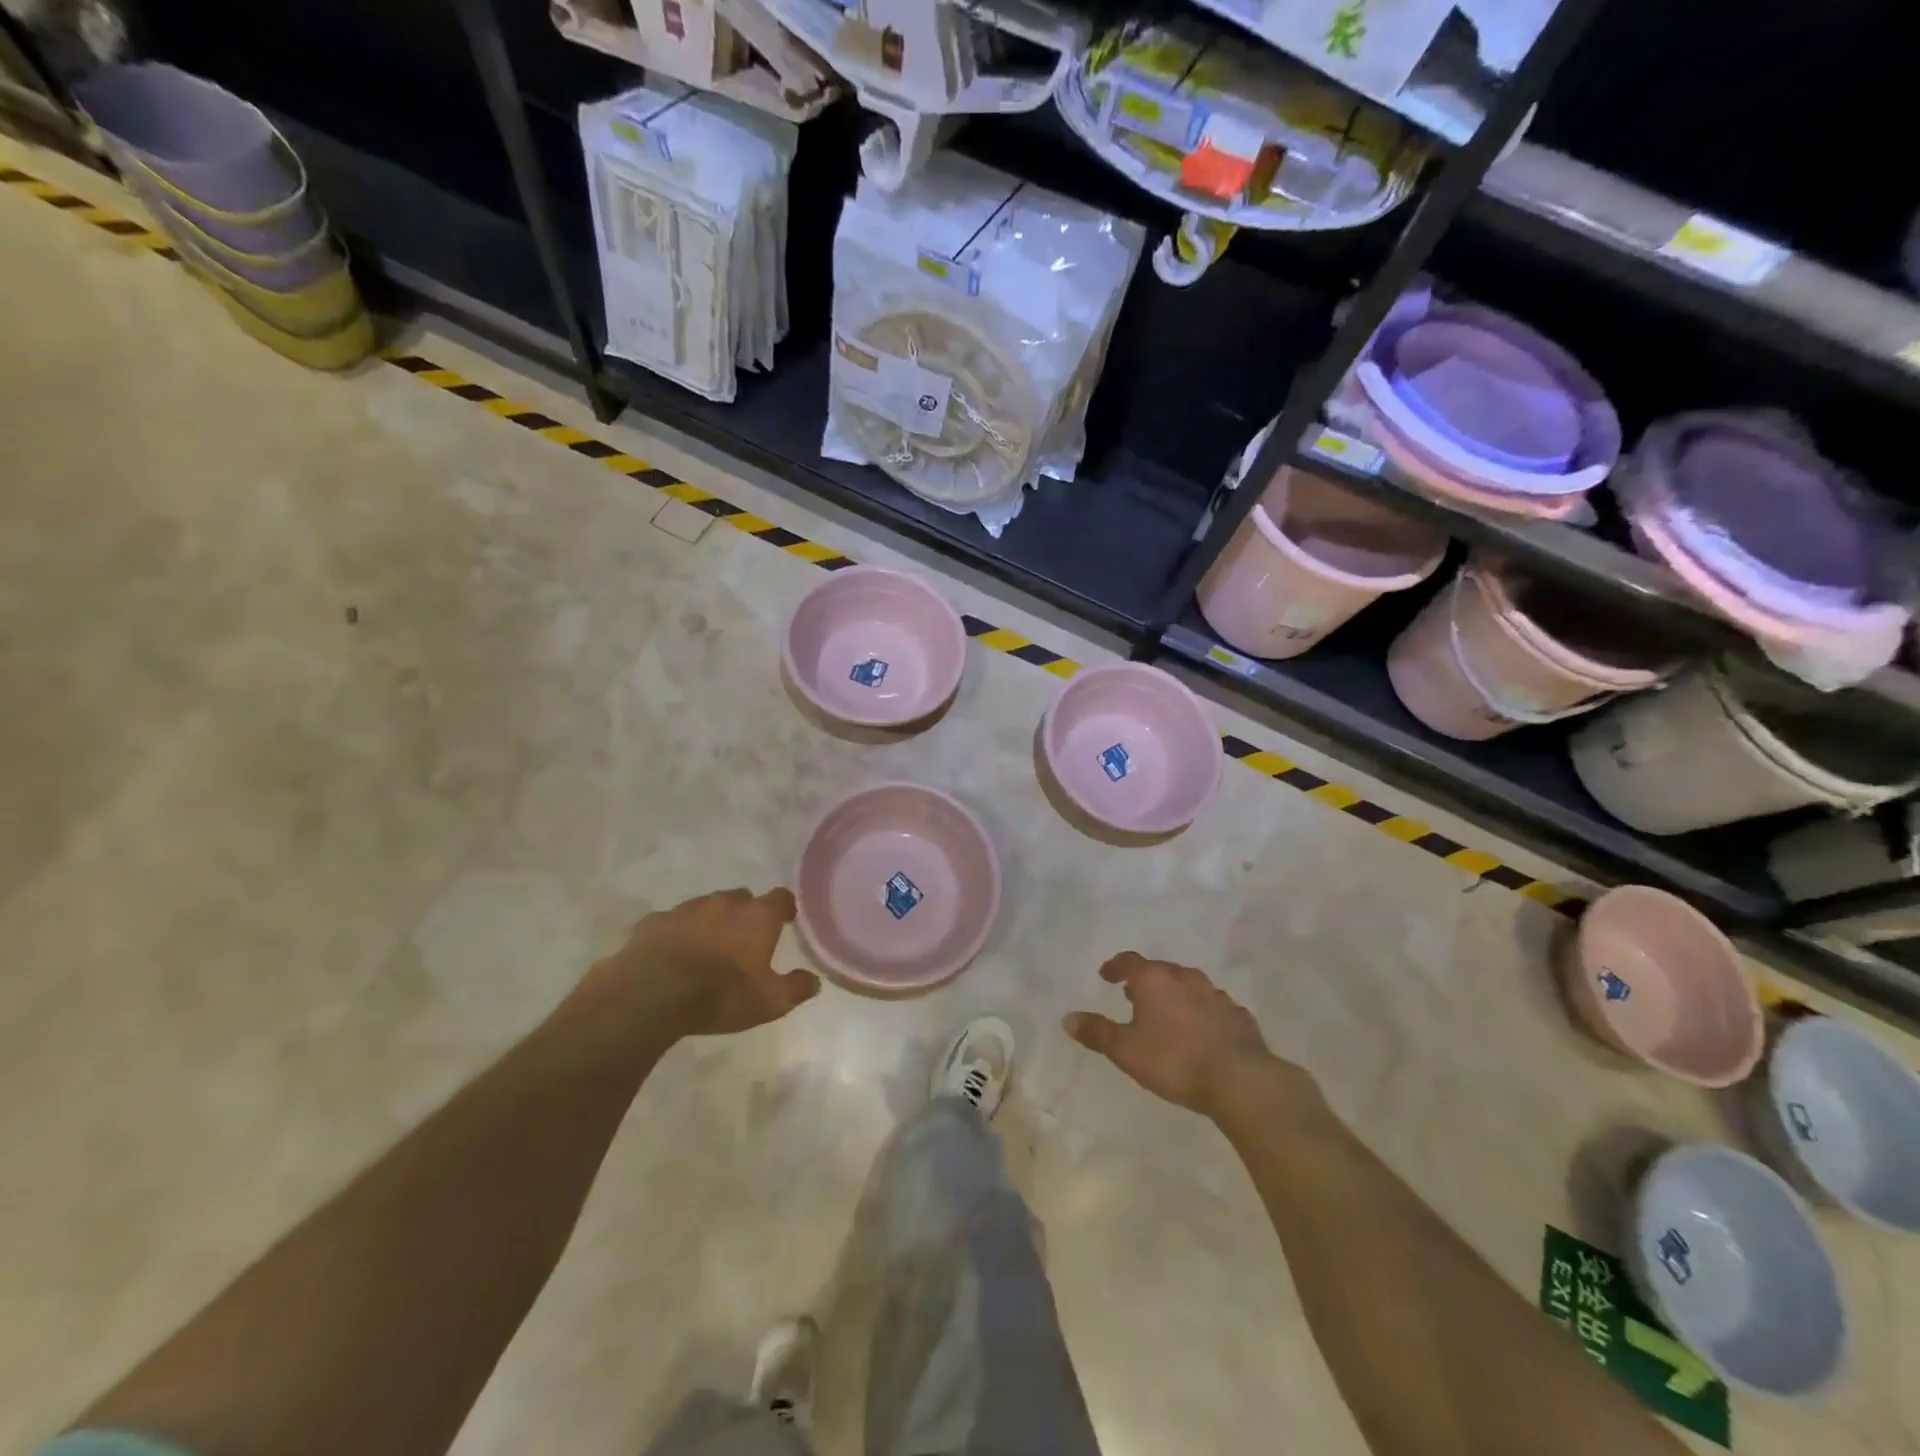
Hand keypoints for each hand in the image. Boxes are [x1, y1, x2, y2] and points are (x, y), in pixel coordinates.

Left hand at [600, 888, 819, 1037]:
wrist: (650, 995)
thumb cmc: (720, 995)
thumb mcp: (769, 1002)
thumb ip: (796, 988)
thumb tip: (814, 980)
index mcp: (757, 917)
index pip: (780, 898)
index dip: (785, 908)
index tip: (786, 921)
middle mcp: (724, 904)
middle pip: (742, 898)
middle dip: (746, 914)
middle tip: (745, 939)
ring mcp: (686, 909)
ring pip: (706, 907)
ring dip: (711, 921)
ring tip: (708, 948)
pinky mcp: (653, 922)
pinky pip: (672, 922)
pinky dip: (677, 933)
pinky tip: (673, 954)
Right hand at [1064, 953, 1303, 1120]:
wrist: (1240, 1079)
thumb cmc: (1174, 1060)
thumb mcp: (1126, 1050)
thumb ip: (1097, 1032)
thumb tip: (1067, 1018)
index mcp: (1154, 980)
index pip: (1129, 961)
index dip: (1116, 966)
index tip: (1107, 975)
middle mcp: (1185, 978)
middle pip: (1160, 970)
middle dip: (1146, 980)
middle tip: (1134, 995)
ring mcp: (1215, 995)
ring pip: (1189, 986)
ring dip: (1175, 994)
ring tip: (1167, 1012)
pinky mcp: (1238, 1016)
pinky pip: (1213, 1007)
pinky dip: (1201, 1012)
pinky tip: (1201, 1031)